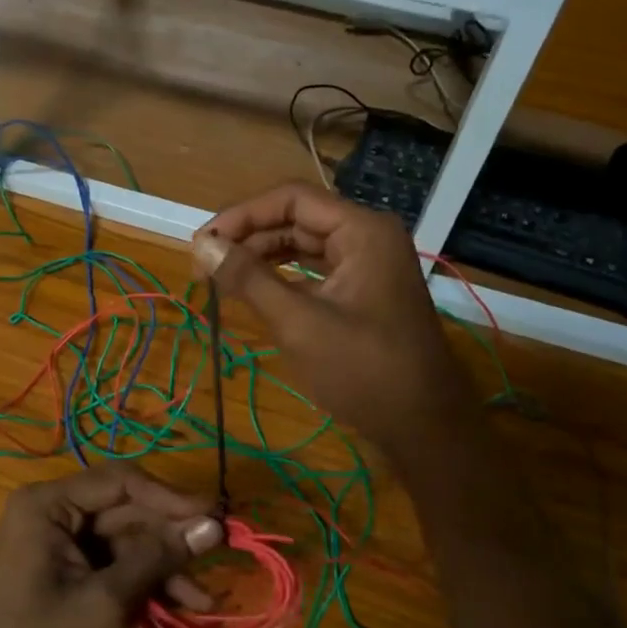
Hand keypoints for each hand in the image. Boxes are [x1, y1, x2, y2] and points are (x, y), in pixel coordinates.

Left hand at [0, 466, 221, 627]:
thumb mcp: (103, 602)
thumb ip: (157, 559)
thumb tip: (212, 525)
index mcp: (49, 504)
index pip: (122, 482)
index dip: (171, 498)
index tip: (215, 517)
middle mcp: (52, 512)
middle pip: (126, 513)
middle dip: (170, 541)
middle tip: (217, 558)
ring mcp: (57, 543)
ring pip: (124, 542)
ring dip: (161, 569)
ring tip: (202, 601)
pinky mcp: (64, 571)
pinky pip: (111, 565)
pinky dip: (141, 584)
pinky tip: (176, 607)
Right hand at [195, 183, 477, 454]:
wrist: (425, 427)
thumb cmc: (364, 371)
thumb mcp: (299, 323)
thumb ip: (248, 279)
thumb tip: (201, 247)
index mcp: (362, 230)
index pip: (291, 200)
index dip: (241, 215)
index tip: (202, 243)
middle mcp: (368, 237)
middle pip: (297, 220)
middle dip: (249, 238)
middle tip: (205, 264)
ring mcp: (370, 265)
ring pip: (305, 246)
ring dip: (263, 258)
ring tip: (221, 278)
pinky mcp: (365, 293)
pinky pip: (316, 272)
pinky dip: (284, 279)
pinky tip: (255, 294)